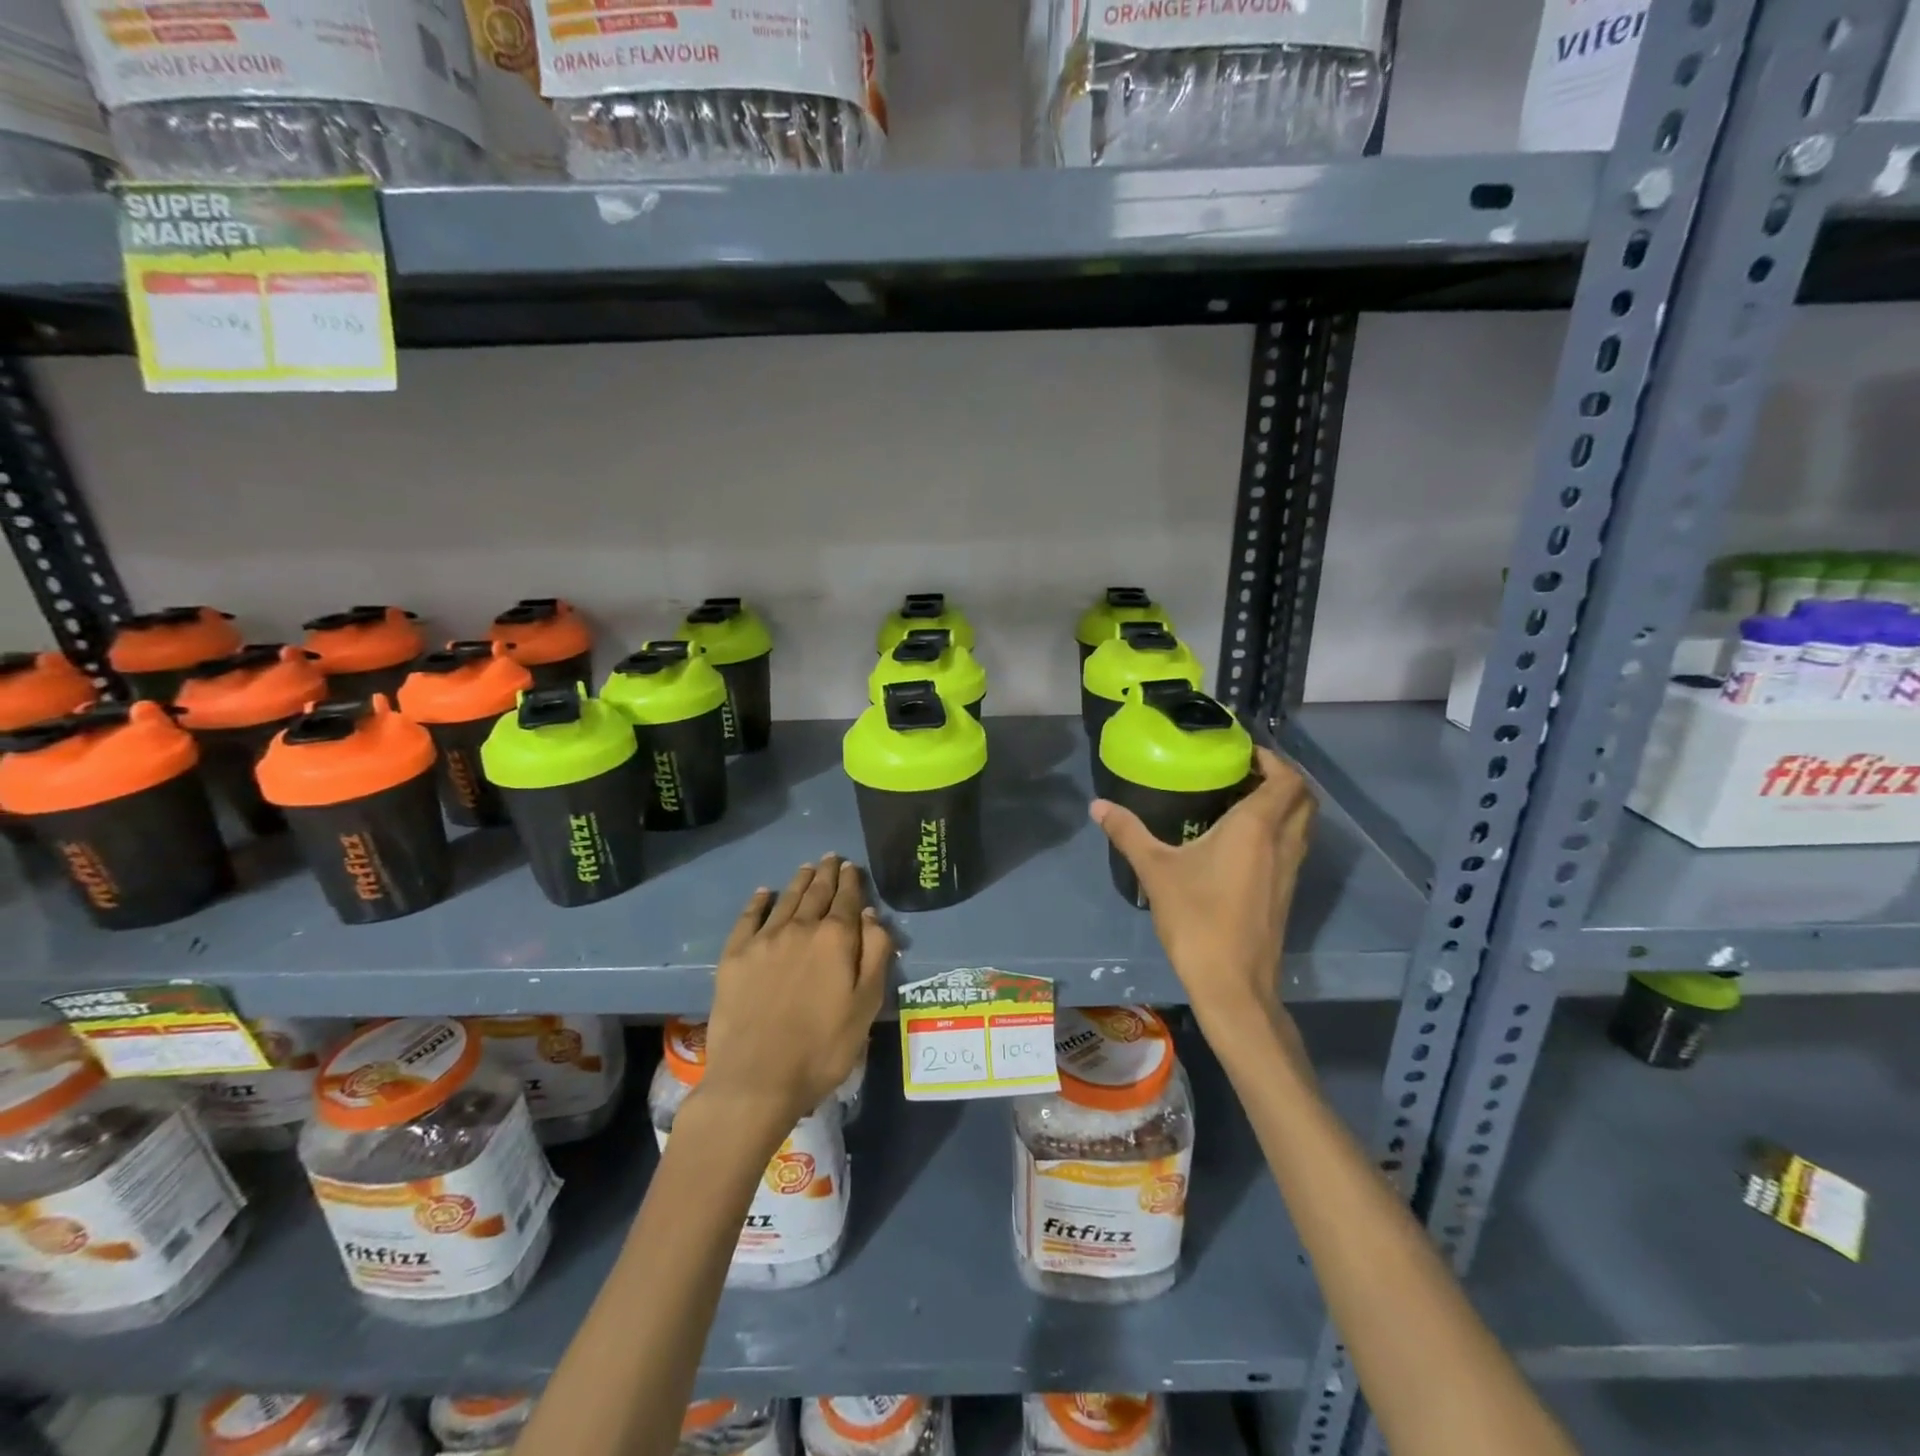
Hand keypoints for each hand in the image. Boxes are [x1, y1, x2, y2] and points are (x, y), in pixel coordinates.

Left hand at [699, 854, 892, 1133]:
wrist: (757, 1079)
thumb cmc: (823, 1048)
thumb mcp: (866, 1004)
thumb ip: (875, 954)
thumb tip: (870, 914)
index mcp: (836, 939)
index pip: (847, 899)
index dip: (851, 881)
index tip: (852, 867)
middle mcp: (800, 928)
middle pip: (816, 893)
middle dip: (827, 874)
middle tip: (831, 858)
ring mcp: (764, 940)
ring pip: (786, 899)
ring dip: (799, 881)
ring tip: (807, 868)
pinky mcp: (734, 956)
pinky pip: (748, 917)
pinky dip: (759, 901)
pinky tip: (764, 893)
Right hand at [1092, 747, 1314, 1034]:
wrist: (1233, 983)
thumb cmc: (1197, 918)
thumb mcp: (1156, 871)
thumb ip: (1127, 833)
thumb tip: (1097, 805)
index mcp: (1256, 828)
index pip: (1287, 780)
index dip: (1273, 759)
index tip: (1244, 751)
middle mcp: (1283, 843)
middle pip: (1304, 799)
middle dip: (1284, 778)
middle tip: (1246, 771)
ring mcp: (1290, 871)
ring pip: (1303, 824)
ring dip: (1285, 805)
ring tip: (1243, 799)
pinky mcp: (1286, 893)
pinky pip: (1294, 846)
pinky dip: (1280, 830)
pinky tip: (1243, 841)